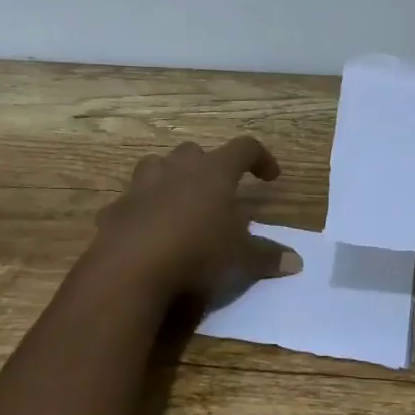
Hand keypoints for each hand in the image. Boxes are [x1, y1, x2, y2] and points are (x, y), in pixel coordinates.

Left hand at [88, 137, 295, 302]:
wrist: (130, 266)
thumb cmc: (196, 250)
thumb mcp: (239, 257)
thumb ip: (267, 256)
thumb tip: (297, 261)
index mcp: (214, 171)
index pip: (244, 148)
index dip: (261, 158)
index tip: (271, 176)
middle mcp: (178, 168)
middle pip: (195, 151)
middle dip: (208, 166)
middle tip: (217, 191)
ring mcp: (143, 185)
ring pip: (157, 166)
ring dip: (169, 178)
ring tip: (179, 202)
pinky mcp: (117, 207)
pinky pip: (132, 201)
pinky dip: (141, 210)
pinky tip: (147, 232)